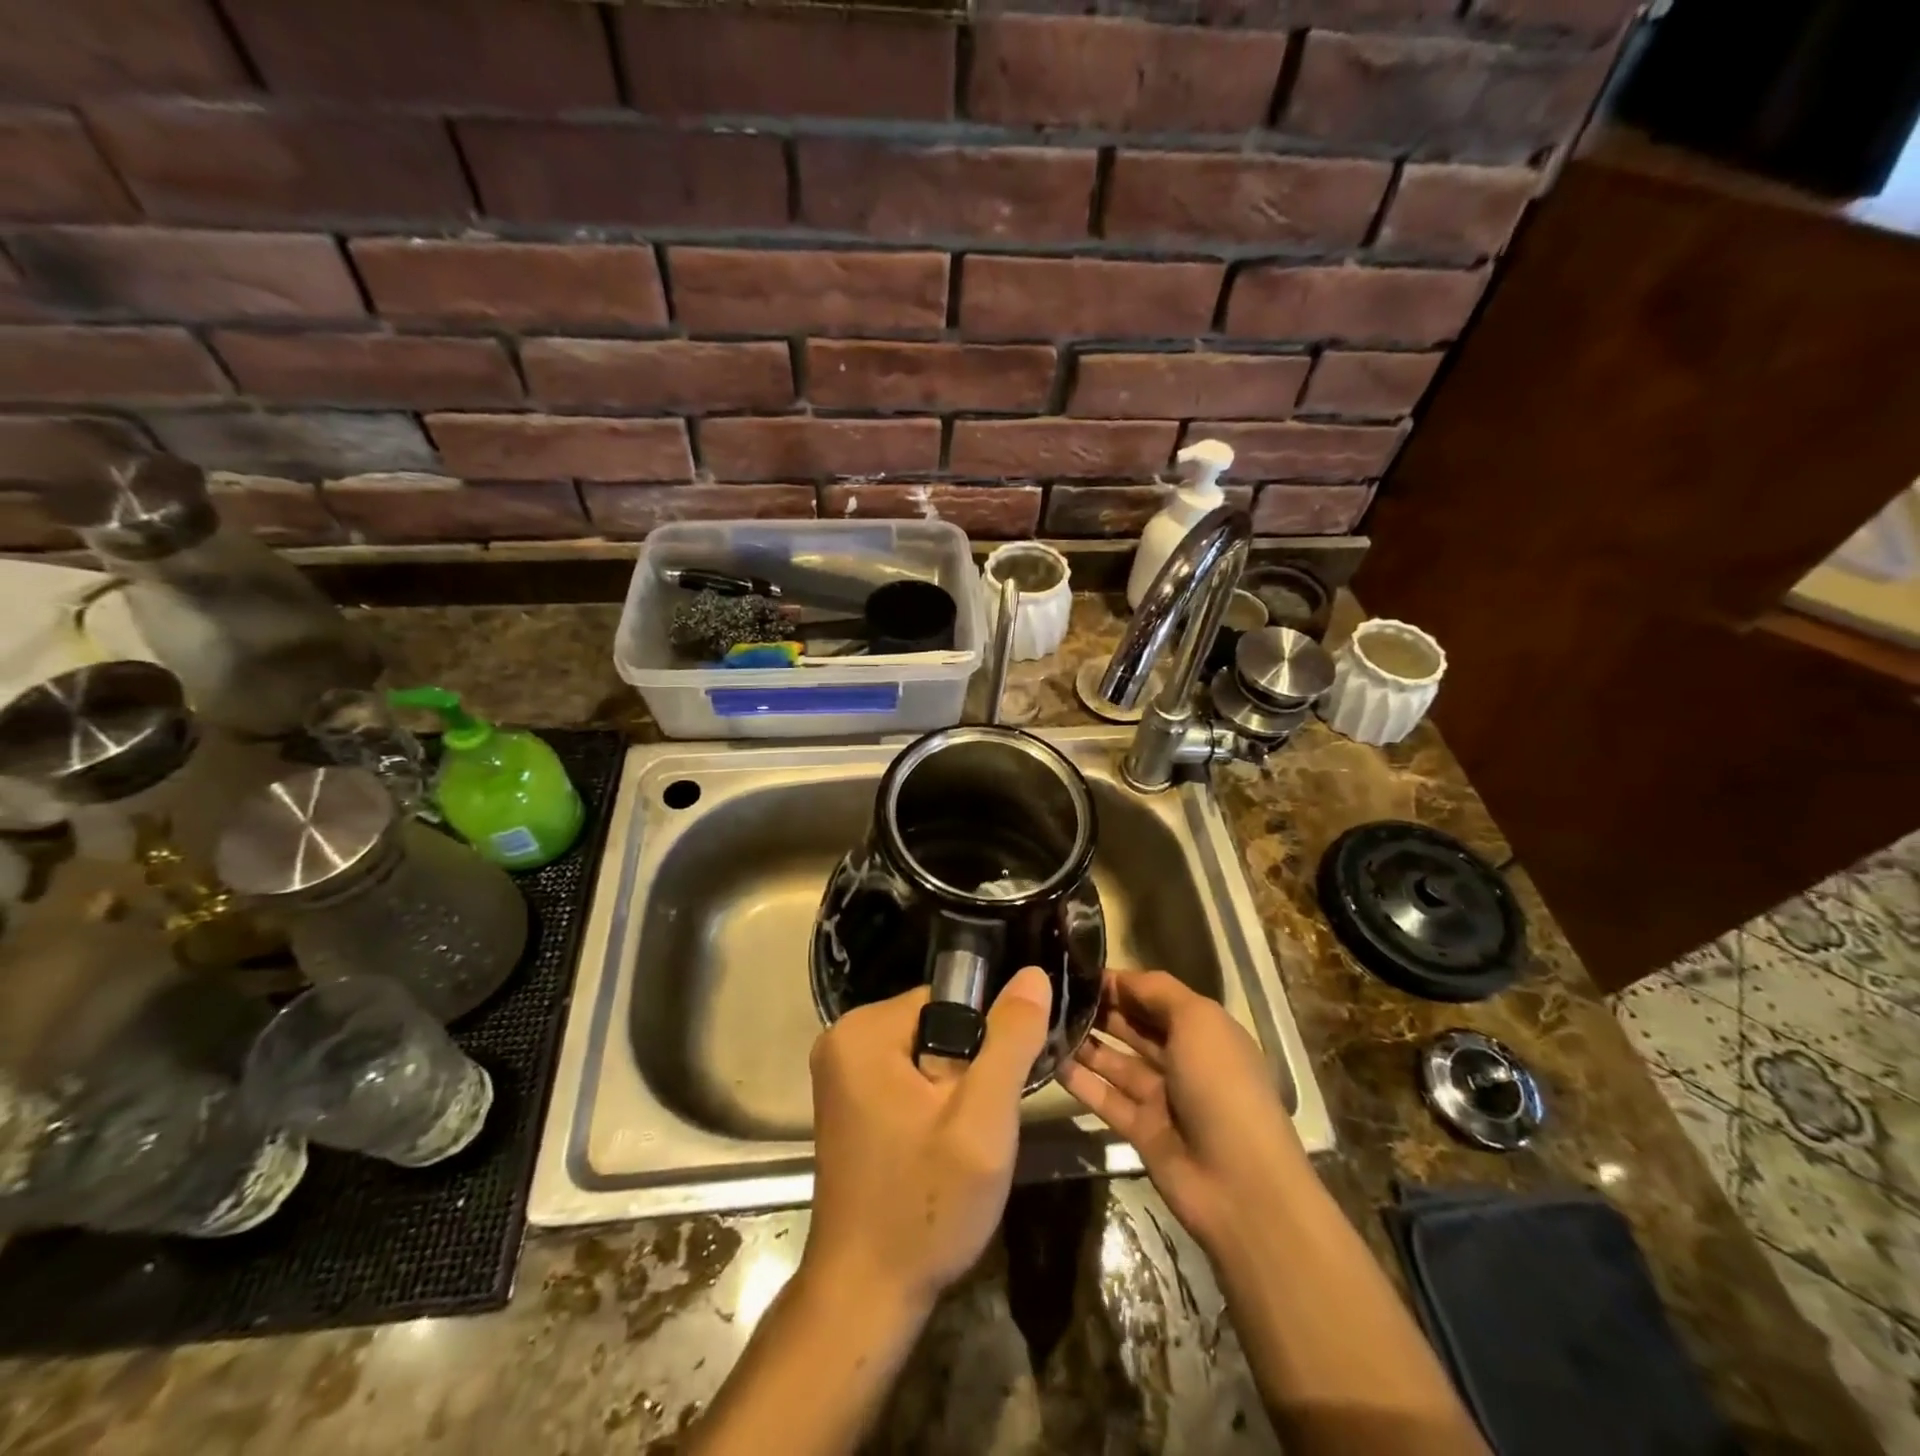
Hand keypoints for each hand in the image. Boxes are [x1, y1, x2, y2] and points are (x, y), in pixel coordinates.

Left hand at [803, 966, 1052, 1314]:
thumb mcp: (982, 1123)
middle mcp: (843, 1040)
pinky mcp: (848, 1102)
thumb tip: (1033, 974)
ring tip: (959, 1143)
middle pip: (935, 1023)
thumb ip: (1009, 1042)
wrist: (866, 1296)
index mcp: (863, 1031)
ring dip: (952, 1090)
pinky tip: (936, 1149)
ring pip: (925, 1052)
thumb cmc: (925, 1207)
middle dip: (966, 1068)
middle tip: (975, 1127)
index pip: (947, 999)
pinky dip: (931, 1104)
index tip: (991, 1092)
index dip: (982, 1041)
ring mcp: (841, 1073)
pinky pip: (906, 1076)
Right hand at [1060, 969, 1309, 1260]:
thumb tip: (1117, 977)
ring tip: (1045, 1022)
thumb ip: (1156, 991)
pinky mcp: (1141, 1130)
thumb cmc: (1221, 1084)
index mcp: (1203, 1030)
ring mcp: (1161, 1097)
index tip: (1079, 971)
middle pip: (1133, 1027)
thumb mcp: (1198, 1020)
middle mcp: (1183, 1060)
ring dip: (1085, 1042)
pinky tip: (1050, 1060)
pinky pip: (1105, 1097)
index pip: (1155, 997)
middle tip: (1055, 995)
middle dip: (1100, 1009)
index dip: (1121, 983)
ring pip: (1115, 1061)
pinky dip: (1080, 1080)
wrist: (1239, 1183)